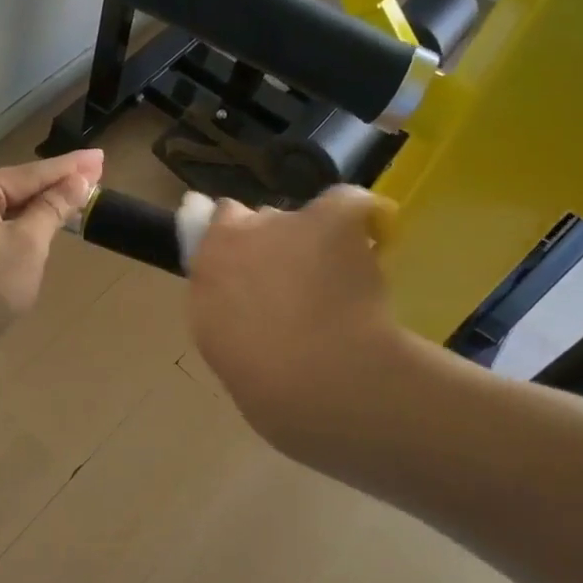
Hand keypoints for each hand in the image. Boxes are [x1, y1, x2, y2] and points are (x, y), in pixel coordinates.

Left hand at [0, 150, 102, 373]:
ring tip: (65, 204)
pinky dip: (6, 228)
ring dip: (29, 210)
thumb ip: (52, 210)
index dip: (71, 169)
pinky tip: (25, 231)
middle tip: (90, 180)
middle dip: (50, 188)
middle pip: (12, 188)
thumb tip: (77, 181)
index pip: (33, 173)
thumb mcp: (26, 248)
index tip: (100, 158)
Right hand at [188, 187, 414, 462]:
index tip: (254, 271)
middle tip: (298, 285)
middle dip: (277, 244)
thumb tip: (241, 294)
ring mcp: (288, 221)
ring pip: (305, 218)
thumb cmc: (261, 378)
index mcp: (208, 264)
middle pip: (261, 221)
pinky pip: (352, 204)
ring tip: (341, 282)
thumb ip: (225, 303)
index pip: (218, 225)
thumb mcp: (221, 341)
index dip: (239, 242)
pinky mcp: (333, 217)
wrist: (315, 379)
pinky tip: (374, 243)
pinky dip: (364, 219)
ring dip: (317, 240)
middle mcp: (241, 232)